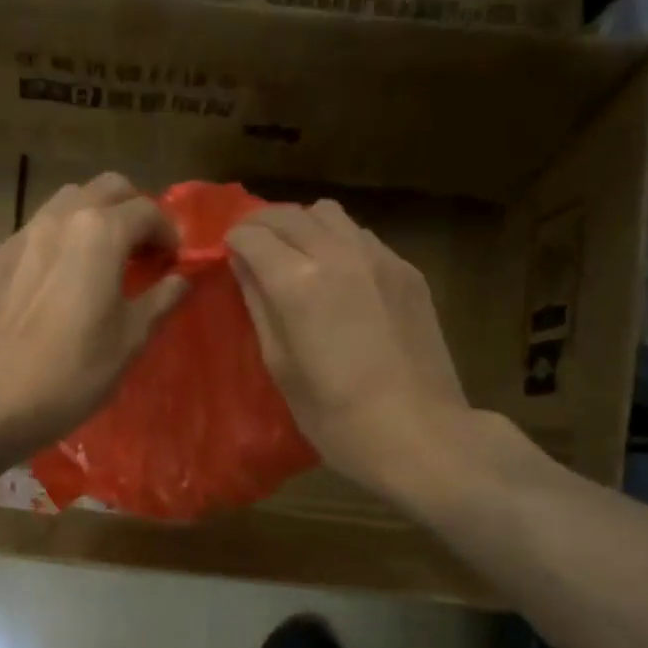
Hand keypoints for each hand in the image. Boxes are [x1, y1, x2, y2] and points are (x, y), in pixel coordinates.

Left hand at [0, 172, 185, 457]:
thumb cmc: (71, 374)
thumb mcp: (129, 341)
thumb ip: (160, 300)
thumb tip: (181, 279)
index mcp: (99, 233)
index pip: (147, 210)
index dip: (169, 232)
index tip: (174, 261)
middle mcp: (58, 220)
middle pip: (105, 188)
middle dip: (132, 210)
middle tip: (141, 251)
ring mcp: (19, 236)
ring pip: (65, 203)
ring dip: (92, 219)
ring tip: (99, 261)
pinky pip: (34, 234)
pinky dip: (57, 242)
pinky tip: (56, 283)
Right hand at [227, 199, 471, 497]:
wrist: (419, 433)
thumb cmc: (335, 416)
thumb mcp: (280, 366)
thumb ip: (259, 306)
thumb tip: (244, 267)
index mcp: (297, 283)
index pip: (252, 235)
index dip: (233, 242)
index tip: (228, 256)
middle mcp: (337, 254)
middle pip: (289, 214)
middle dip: (262, 225)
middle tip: (251, 249)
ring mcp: (379, 258)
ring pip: (329, 214)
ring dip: (302, 226)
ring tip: (295, 256)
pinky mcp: (407, 271)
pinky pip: (362, 237)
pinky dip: (338, 242)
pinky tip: (338, 276)